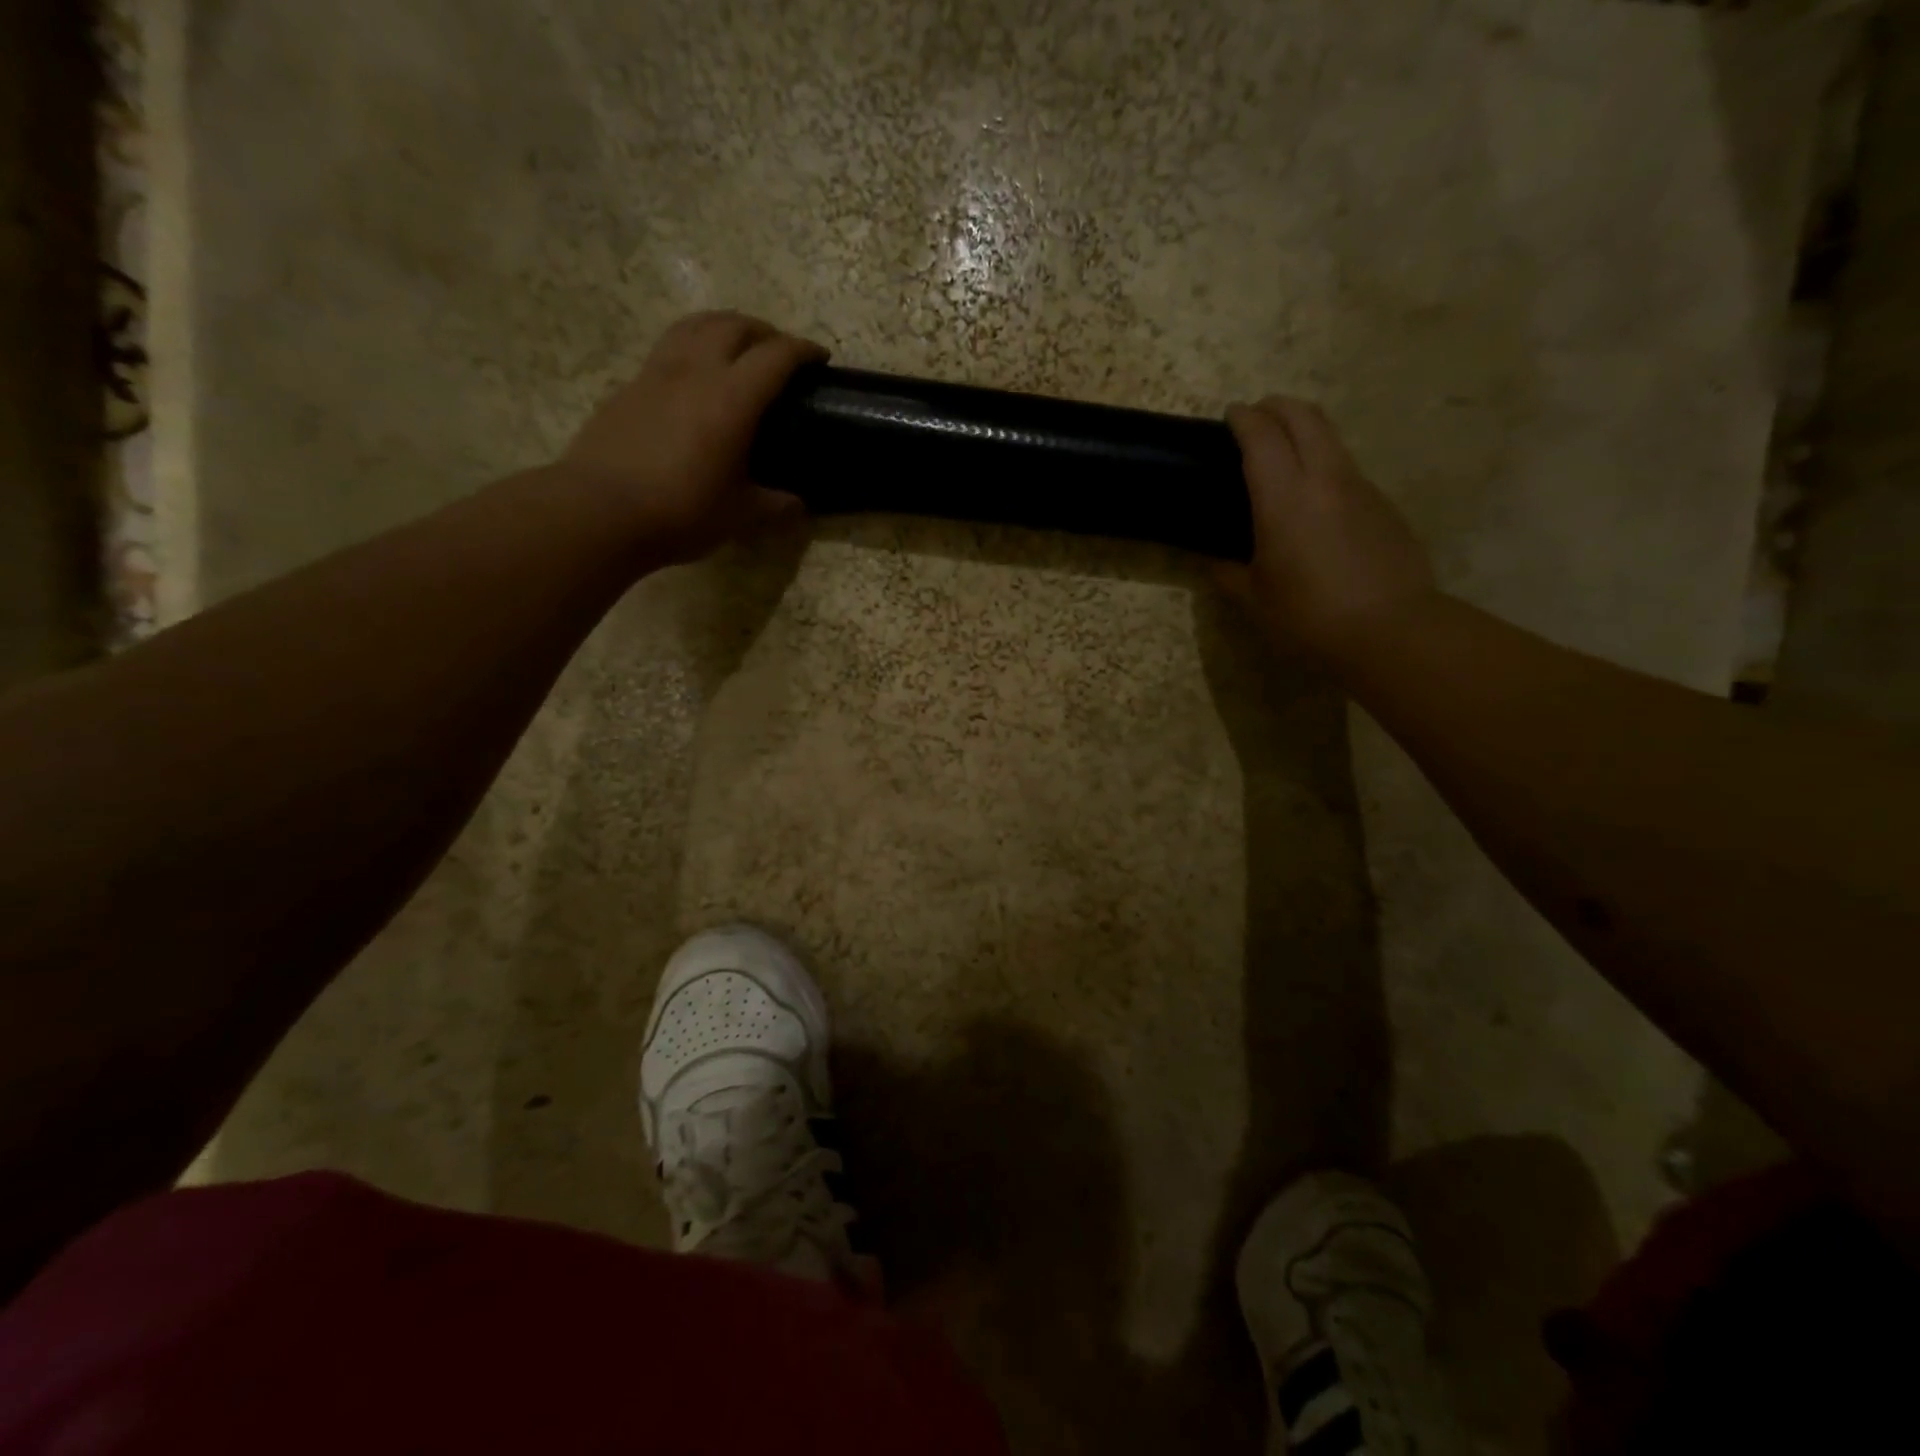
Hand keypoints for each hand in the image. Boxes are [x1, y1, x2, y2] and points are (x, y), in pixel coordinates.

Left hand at [561, 311, 825, 564]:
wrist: (599, 511)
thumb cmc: (680, 512)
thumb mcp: (739, 516)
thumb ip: (774, 505)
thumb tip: (797, 504)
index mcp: (732, 399)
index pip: (776, 357)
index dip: (802, 351)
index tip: (819, 358)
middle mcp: (695, 371)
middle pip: (734, 326)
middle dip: (764, 331)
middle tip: (780, 352)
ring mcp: (656, 373)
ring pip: (695, 325)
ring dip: (724, 326)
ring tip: (736, 346)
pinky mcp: (629, 386)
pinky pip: (667, 348)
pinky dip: (691, 347)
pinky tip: (693, 376)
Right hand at [1219, 396, 1437, 661]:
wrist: (1392, 631)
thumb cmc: (1309, 617)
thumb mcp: (1254, 601)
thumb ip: (1228, 574)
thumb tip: (1214, 562)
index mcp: (1285, 498)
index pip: (1262, 436)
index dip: (1244, 419)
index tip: (1231, 415)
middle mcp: (1326, 480)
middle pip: (1305, 418)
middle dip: (1278, 407)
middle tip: (1258, 415)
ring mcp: (1362, 489)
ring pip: (1332, 440)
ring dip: (1306, 432)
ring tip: (1285, 453)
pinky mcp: (1385, 507)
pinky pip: (1348, 472)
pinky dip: (1326, 466)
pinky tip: (1317, 501)